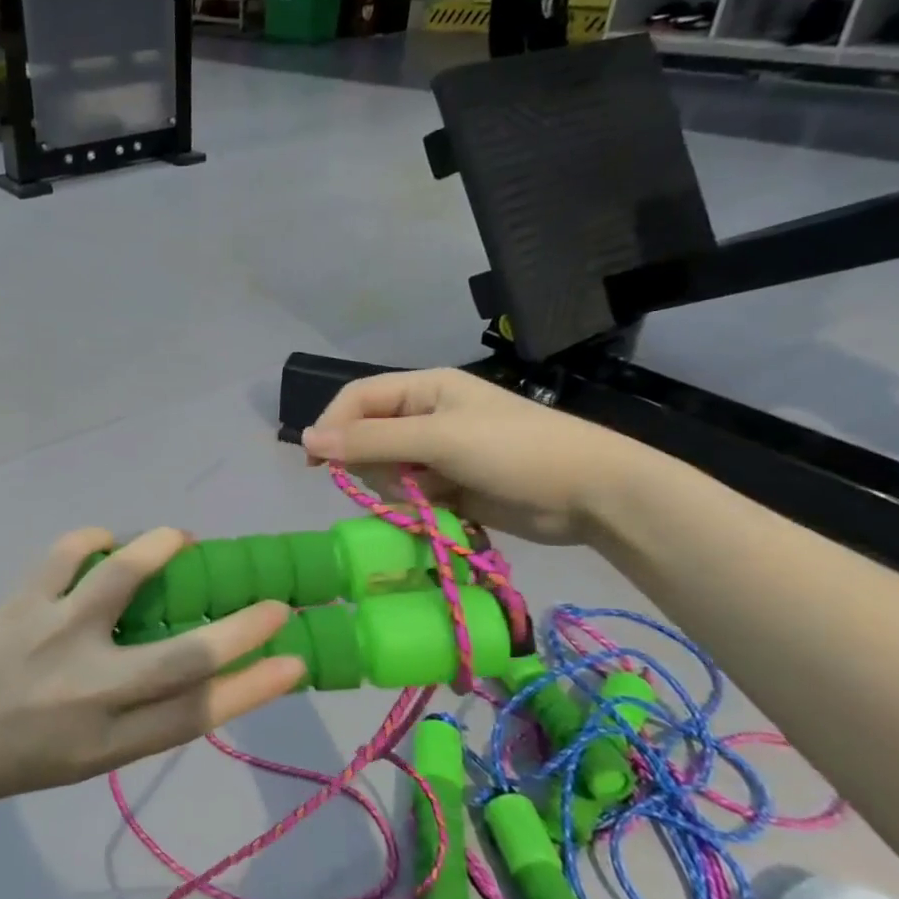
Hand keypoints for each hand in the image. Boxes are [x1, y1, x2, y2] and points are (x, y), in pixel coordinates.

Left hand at [0, 529, 302, 807]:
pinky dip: (91, 538)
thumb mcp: (71, 759)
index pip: (195, 715)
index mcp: (103, 745)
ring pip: (124, 581)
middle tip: (274, 603)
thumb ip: (123, 718)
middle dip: (239, 630)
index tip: (294, 663)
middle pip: (182, 659)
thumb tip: (173, 668)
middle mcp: (88, 693)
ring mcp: (54, 639)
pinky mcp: (20, 603)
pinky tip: (102, 538)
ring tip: (183, 539)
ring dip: (161, 551)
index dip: (252, 688)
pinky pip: (66, 554)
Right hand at [300, 368, 650, 544]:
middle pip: (366, 437)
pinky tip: (444, 509)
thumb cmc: (515, 451)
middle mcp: (425, 416)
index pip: (357, 399)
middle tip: (401, 481)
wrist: (592, 494)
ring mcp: (438, 453)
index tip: (315, 463)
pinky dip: (415, 505)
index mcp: (423, 389)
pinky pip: (408, 494)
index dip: (331, 425)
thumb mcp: (438, 439)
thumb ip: (370, 440)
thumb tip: (306, 438)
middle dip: (373, 464)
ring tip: (432, 496)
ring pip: (384, 471)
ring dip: (397, 488)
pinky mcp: (449, 485)